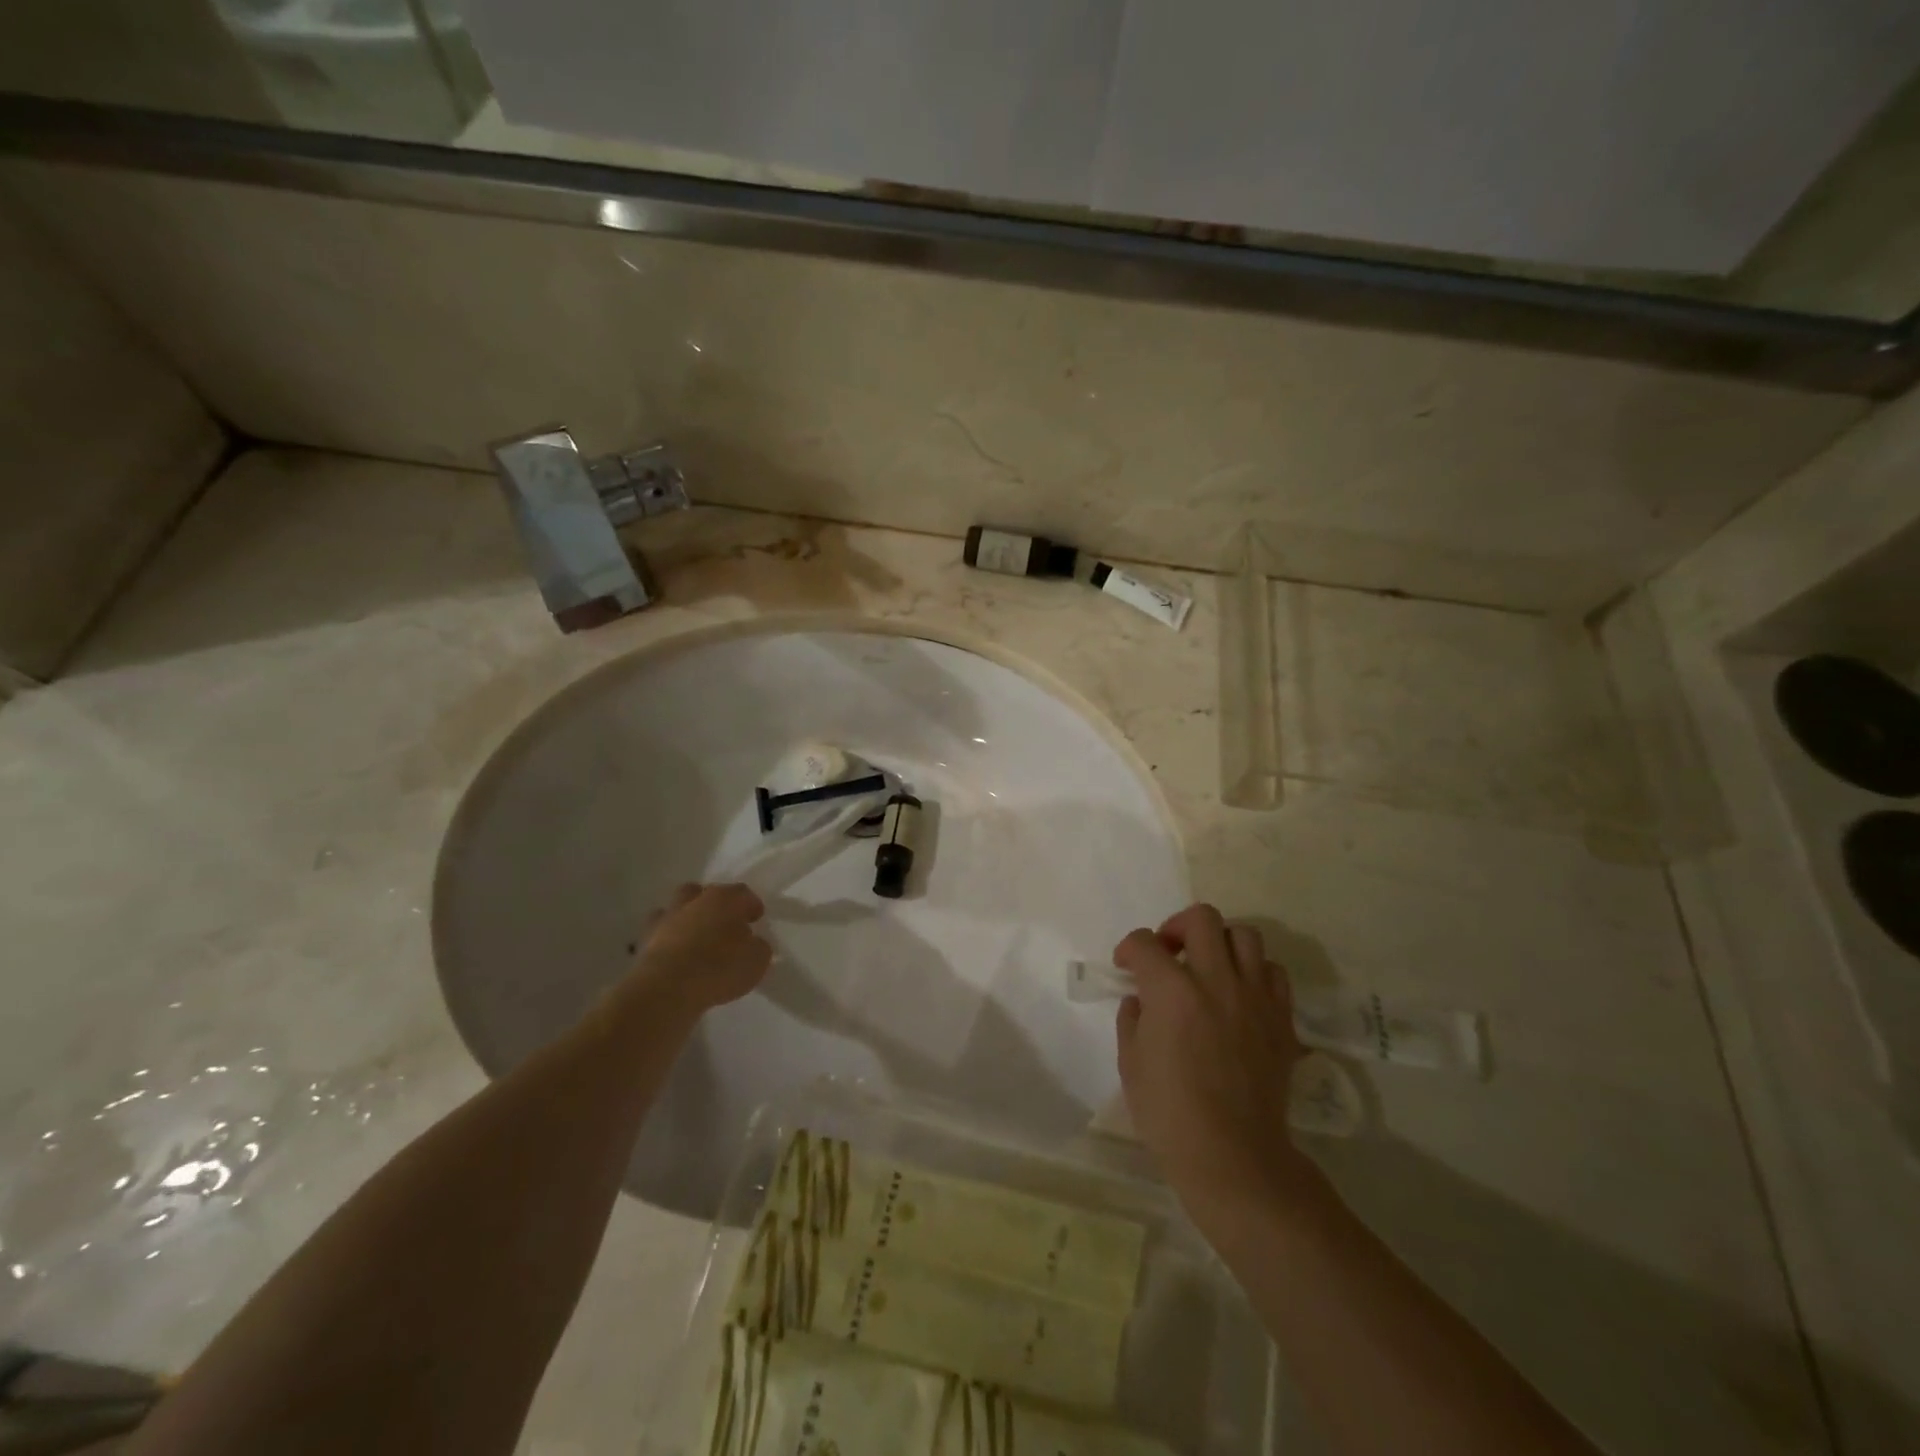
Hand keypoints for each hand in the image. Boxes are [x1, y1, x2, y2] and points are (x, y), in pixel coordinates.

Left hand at [622, 882, 771, 1018]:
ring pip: (677, 908)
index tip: (756, 919)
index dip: (751, 905)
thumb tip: (752, 944)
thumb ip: (758, 947)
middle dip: (714, 904)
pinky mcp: (644, 941)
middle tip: (723, 924)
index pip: (743, 893)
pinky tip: (675, 956)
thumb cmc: (719, 968)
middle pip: (704, 893)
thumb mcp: (756, 960)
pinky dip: (667, 940)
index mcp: (724, 899)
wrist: (666, 989)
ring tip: (695, 939)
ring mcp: (666, 918)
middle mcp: (694, 901)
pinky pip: (659, 934)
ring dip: (686, 918)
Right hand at [1114, 904, 1315, 1225]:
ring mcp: (1254, 998)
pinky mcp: (1281, 1019)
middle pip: (1201, 918)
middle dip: (1177, 927)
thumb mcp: (1131, 1064)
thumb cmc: (1170, 1114)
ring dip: (1220, 943)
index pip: (1145, 943)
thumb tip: (1142, 1000)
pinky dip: (1254, 972)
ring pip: (1244, 936)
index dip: (1130, 949)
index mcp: (1172, 991)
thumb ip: (1132, 1019)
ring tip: (1209, 968)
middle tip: (1169, 953)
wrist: (1233, 1157)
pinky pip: (1273, 973)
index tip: (1126, 966)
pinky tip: (1240, 994)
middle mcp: (1216, 981)